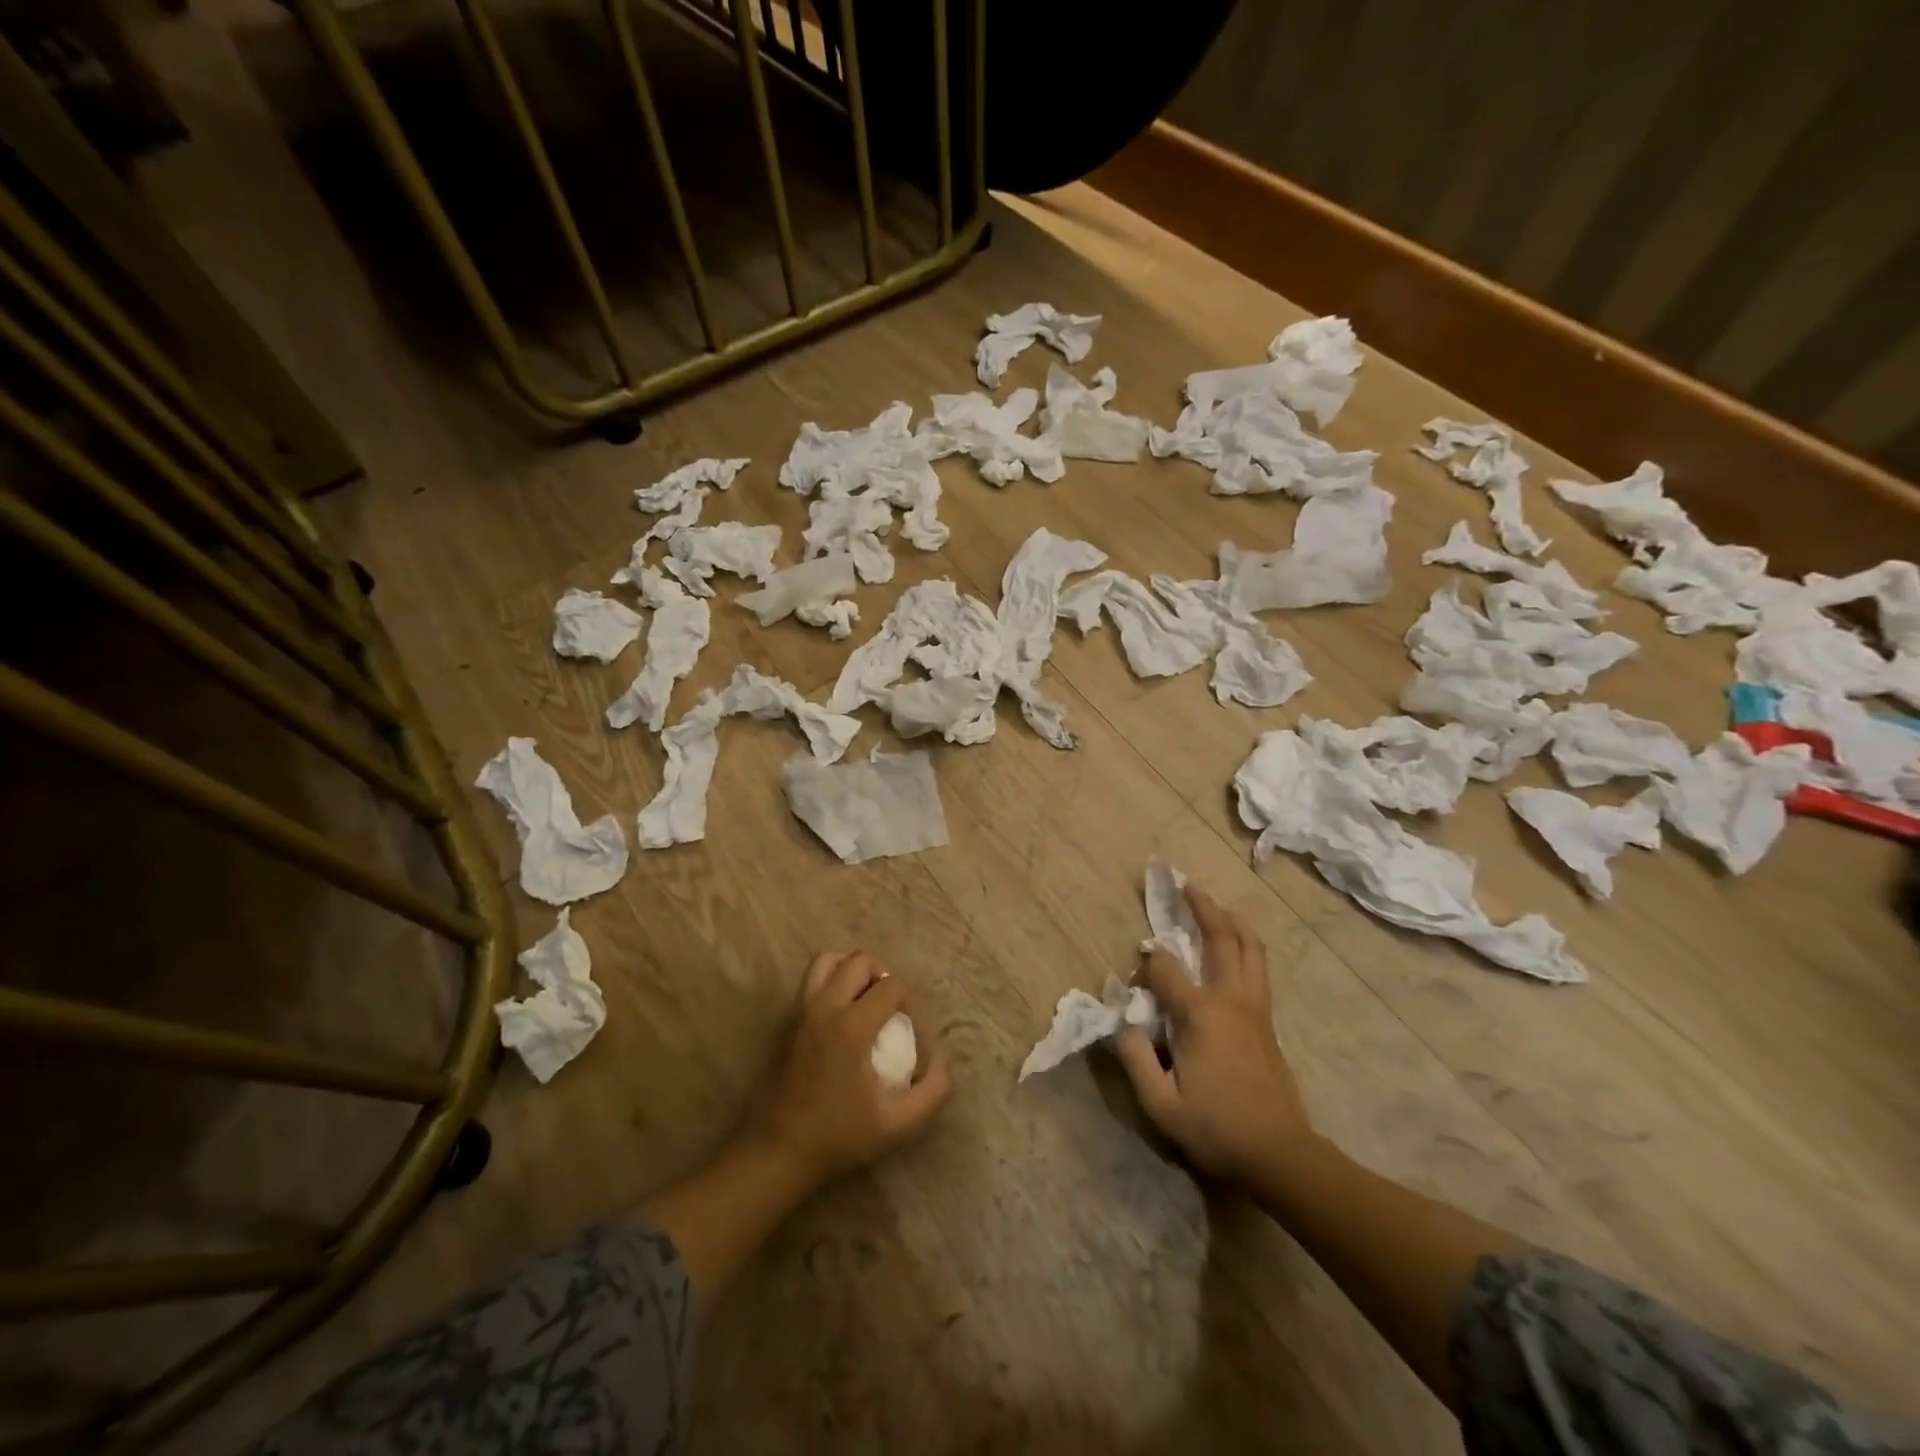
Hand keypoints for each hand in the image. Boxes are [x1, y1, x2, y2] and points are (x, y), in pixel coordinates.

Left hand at [754, 951, 951, 1184]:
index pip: (892, 985)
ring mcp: (802, 1010)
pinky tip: (843, 1013)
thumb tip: (943, 1061)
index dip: (911, 1001)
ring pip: (829, 961)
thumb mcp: (897, 1124)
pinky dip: (832, 981)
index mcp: (852, 1027)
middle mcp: (825, 1007)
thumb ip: (932, 1092)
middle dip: (884, 975)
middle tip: (893, 1007)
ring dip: (853, 970)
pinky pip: (812, 980)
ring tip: (866, 999)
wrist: (780, 1150)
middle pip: (860, 961)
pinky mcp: (788, 1020)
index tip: (914, 1030)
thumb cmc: (839, 1135)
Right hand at [1115, 886, 1315, 1185]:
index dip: (1145, 965)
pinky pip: (1257, 966)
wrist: (1281, 1155)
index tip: (1134, 974)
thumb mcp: (1160, 1105)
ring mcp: (1255, 1007)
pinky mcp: (1267, 1021)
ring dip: (1231, 920)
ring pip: (1250, 947)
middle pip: (1222, 937)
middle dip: (1201, 906)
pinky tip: (1236, 943)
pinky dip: (1244, 943)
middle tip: (1184, 882)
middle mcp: (1231, 999)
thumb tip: (1124, 1022)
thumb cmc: (1216, 1130)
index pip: (1165, 969)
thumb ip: (1135, 1058)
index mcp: (1201, 1015)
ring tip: (1214, 903)